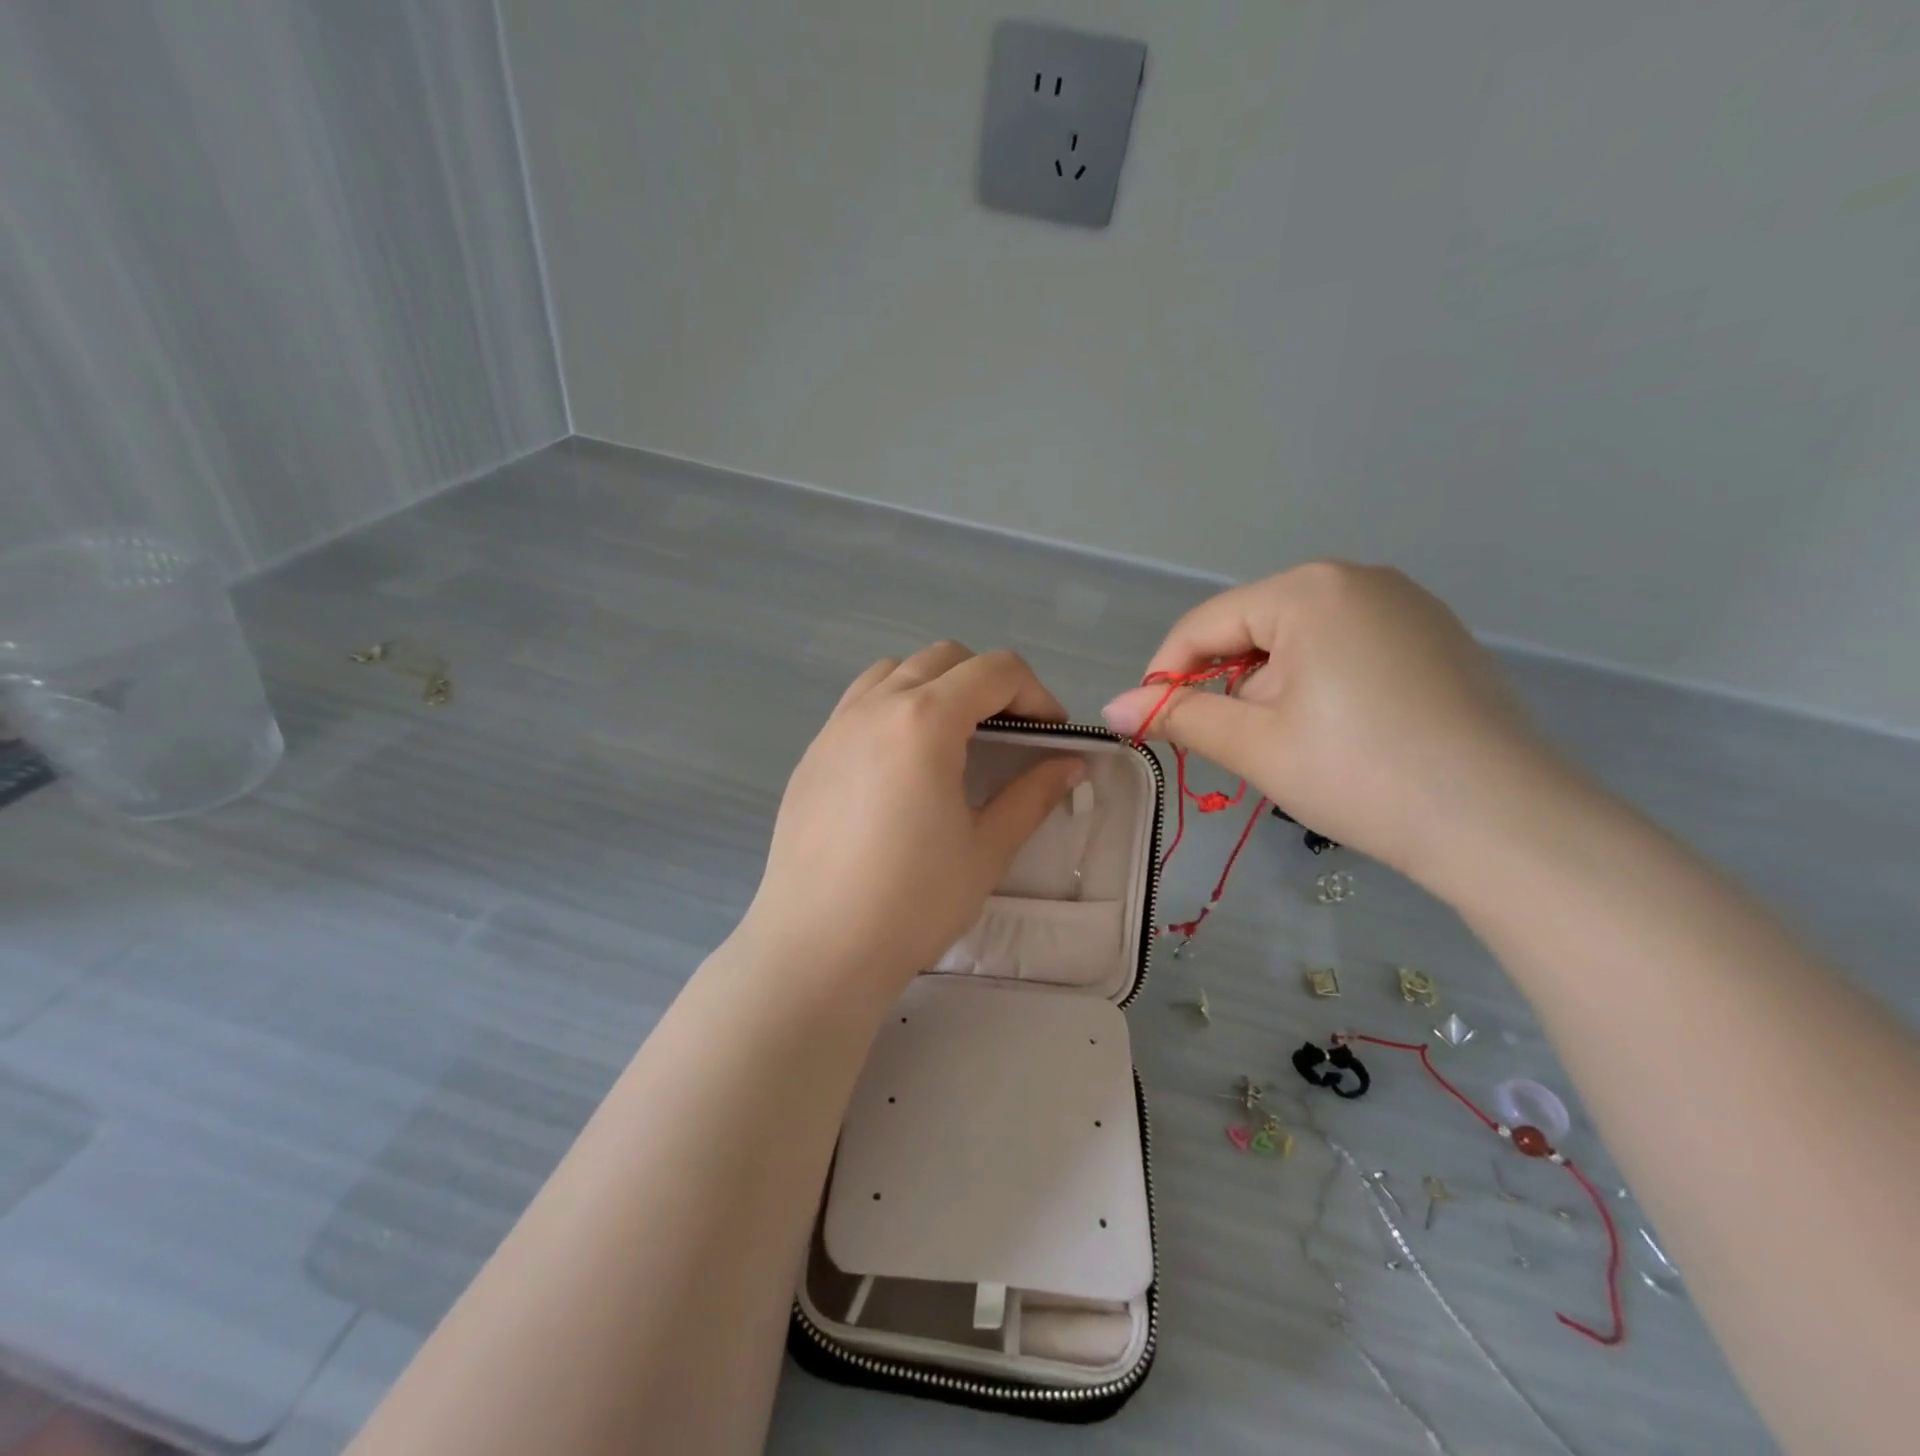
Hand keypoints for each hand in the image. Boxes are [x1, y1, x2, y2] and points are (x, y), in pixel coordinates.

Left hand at [740, 643, 1084, 995]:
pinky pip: (860, 703)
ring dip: (936, 686)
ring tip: (953, 739)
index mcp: (925, 720)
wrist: (817, 948)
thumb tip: (1070, 765)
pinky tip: (902, 764)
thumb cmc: (912, 902)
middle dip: (989, 682)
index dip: (1036, 695)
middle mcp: (876, 706)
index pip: (995, 671)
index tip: (1052, 736)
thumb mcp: (986, 849)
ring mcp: (836, 726)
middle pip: (945, 658)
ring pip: (895, 671)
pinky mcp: (811, 754)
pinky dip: (895, 707)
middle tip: (1009, 734)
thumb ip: (1033, 795)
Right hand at [1101, 563, 1568, 885]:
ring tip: (1292, 749)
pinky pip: (1347, 650)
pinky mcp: (1436, 639)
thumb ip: (1178, 717)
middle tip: (1233, 749)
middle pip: (1253, 630)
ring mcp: (1407, 606)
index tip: (1152, 727)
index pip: (1205, 625)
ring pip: (1299, 642)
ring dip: (1272, 691)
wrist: (1507, 824)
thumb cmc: (1363, 774)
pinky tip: (1341, 737)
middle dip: (1229, 687)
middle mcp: (1359, 579)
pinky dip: (1320, 688)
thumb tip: (1112, 708)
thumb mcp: (1255, 745)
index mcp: (1309, 589)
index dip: (1166, 676)